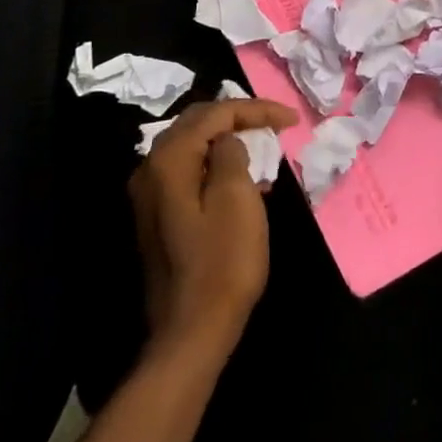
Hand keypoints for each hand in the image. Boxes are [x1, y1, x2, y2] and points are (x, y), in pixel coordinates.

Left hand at [128, 97, 297, 355]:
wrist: (191, 332)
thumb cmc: (222, 262)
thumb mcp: (238, 199)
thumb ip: (232, 154)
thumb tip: (227, 142)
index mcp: (169, 159)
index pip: (215, 113)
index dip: (255, 110)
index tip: (291, 119)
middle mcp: (151, 168)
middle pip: (198, 123)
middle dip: (238, 118)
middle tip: (274, 123)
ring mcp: (150, 194)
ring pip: (193, 147)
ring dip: (228, 142)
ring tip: (264, 148)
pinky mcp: (158, 216)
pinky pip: (189, 172)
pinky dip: (216, 166)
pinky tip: (244, 181)